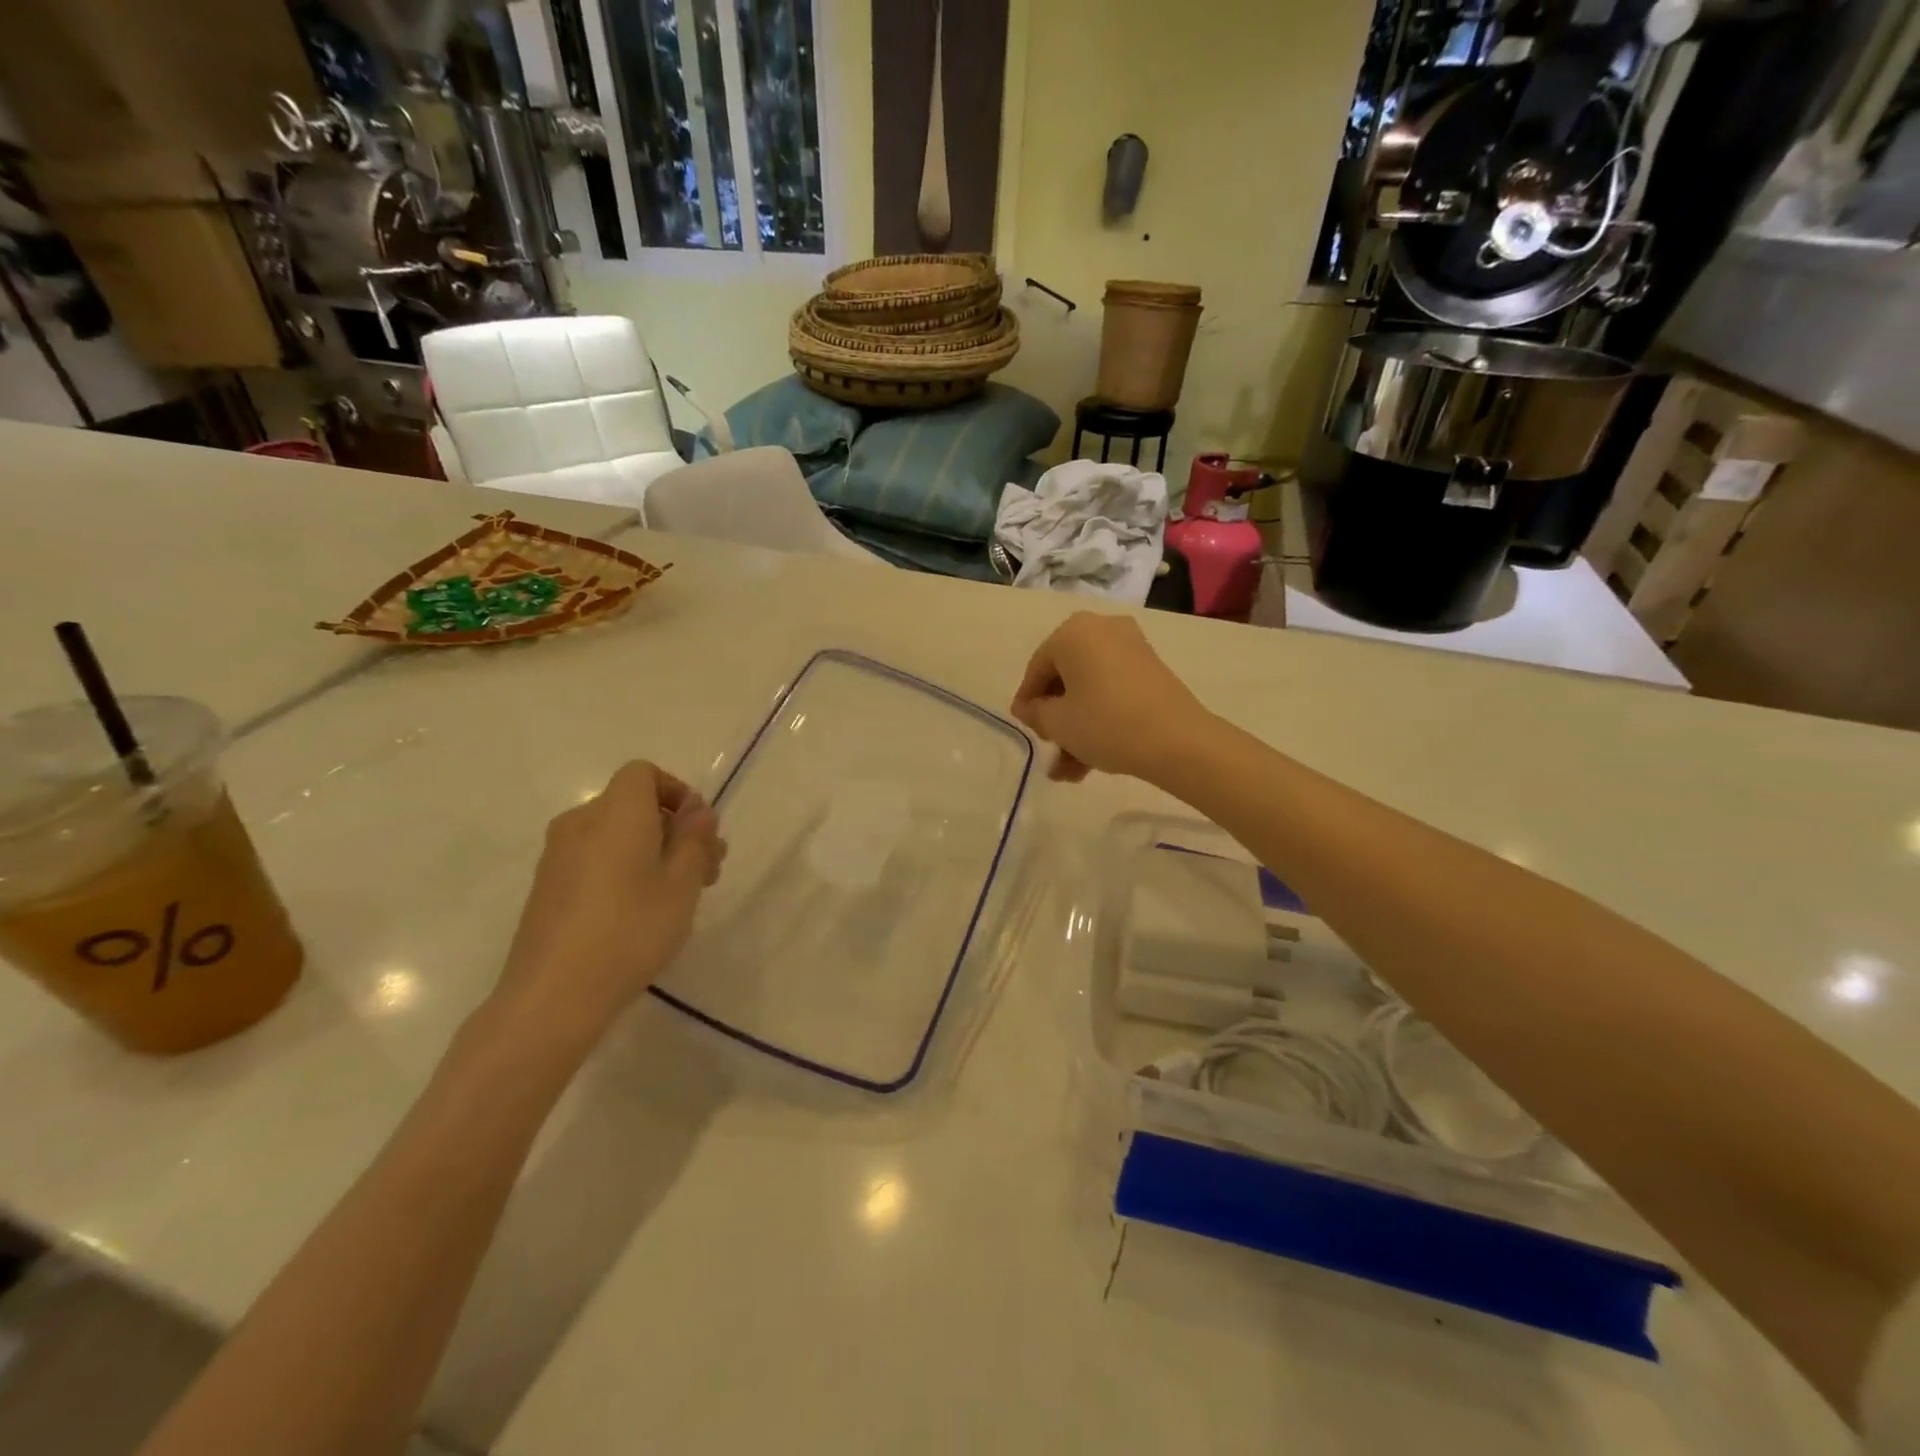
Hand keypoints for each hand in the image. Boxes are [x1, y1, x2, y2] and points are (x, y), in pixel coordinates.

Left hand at [490, 761, 725, 1045]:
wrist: (552, 996)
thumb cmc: (630, 930)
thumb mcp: (682, 884)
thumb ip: (694, 839)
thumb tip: (697, 810)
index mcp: (615, 813)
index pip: (643, 773)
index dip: (677, 792)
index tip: (700, 831)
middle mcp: (581, 823)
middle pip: (633, 805)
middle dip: (674, 828)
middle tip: (708, 870)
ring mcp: (558, 856)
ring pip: (616, 834)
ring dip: (654, 851)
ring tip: (682, 895)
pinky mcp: (548, 887)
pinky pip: (596, 858)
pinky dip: (625, 868)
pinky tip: (643, 911)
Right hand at [1010, 612, 1211, 782]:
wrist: (1177, 741)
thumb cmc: (1105, 723)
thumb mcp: (1058, 723)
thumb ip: (1035, 712)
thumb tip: (1029, 708)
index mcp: (1073, 632)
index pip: (1037, 668)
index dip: (1027, 702)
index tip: (1026, 729)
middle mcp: (1102, 629)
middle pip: (1066, 678)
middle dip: (1056, 720)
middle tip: (1051, 748)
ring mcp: (1131, 648)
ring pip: (1090, 690)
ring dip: (1076, 729)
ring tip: (1069, 773)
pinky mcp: (1151, 670)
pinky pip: (1113, 692)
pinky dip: (1100, 719)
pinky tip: (1090, 762)